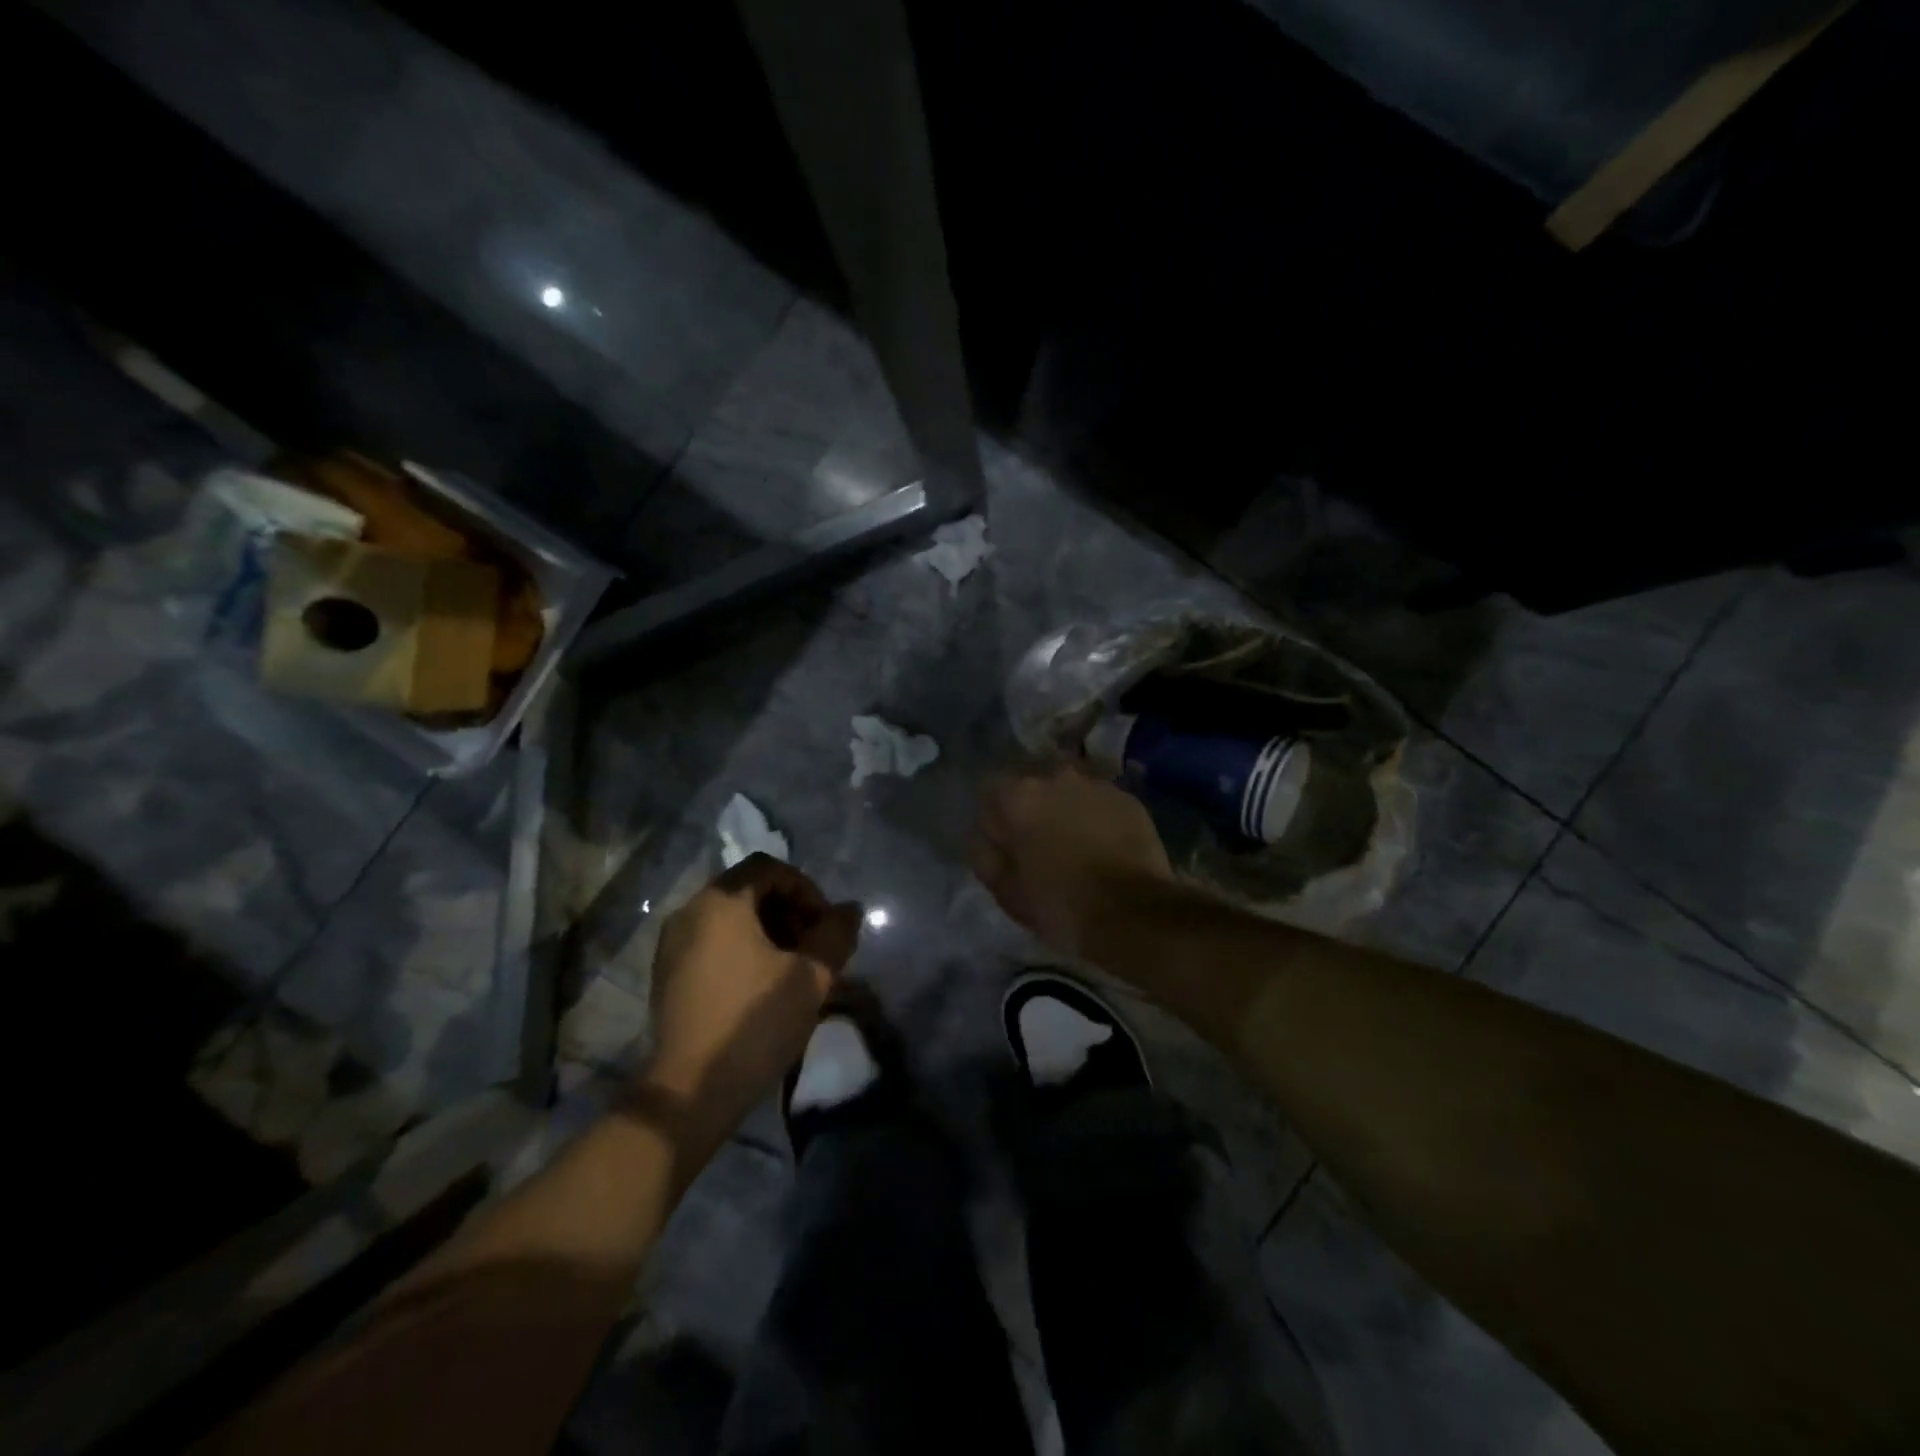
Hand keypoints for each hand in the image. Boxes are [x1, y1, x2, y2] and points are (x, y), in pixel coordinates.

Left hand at [643, 855, 861, 1144]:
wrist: (690, 1092)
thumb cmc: (754, 1023)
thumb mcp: (810, 976)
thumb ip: (835, 934)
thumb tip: (850, 910)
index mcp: (721, 902)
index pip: (770, 868)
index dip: (806, 889)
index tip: (825, 926)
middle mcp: (690, 911)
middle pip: (749, 890)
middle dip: (789, 912)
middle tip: (814, 947)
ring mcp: (672, 944)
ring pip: (731, 918)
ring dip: (769, 932)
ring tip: (793, 969)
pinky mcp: (667, 974)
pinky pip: (712, 942)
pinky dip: (742, 950)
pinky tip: (762, 987)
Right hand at [971, 766, 1173, 954]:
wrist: (1134, 914)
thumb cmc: (1061, 905)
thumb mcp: (1006, 892)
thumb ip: (985, 856)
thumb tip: (983, 838)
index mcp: (1019, 797)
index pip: (990, 791)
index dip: (994, 819)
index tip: (1002, 845)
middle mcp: (1056, 777)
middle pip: (1032, 788)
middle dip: (1032, 811)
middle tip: (1039, 847)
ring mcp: (1096, 785)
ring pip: (1069, 793)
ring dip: (1066, 812)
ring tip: (1075, 847)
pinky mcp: (1128, 799)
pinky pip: (1100, 803)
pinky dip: (1097, 818)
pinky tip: (1104, 848)